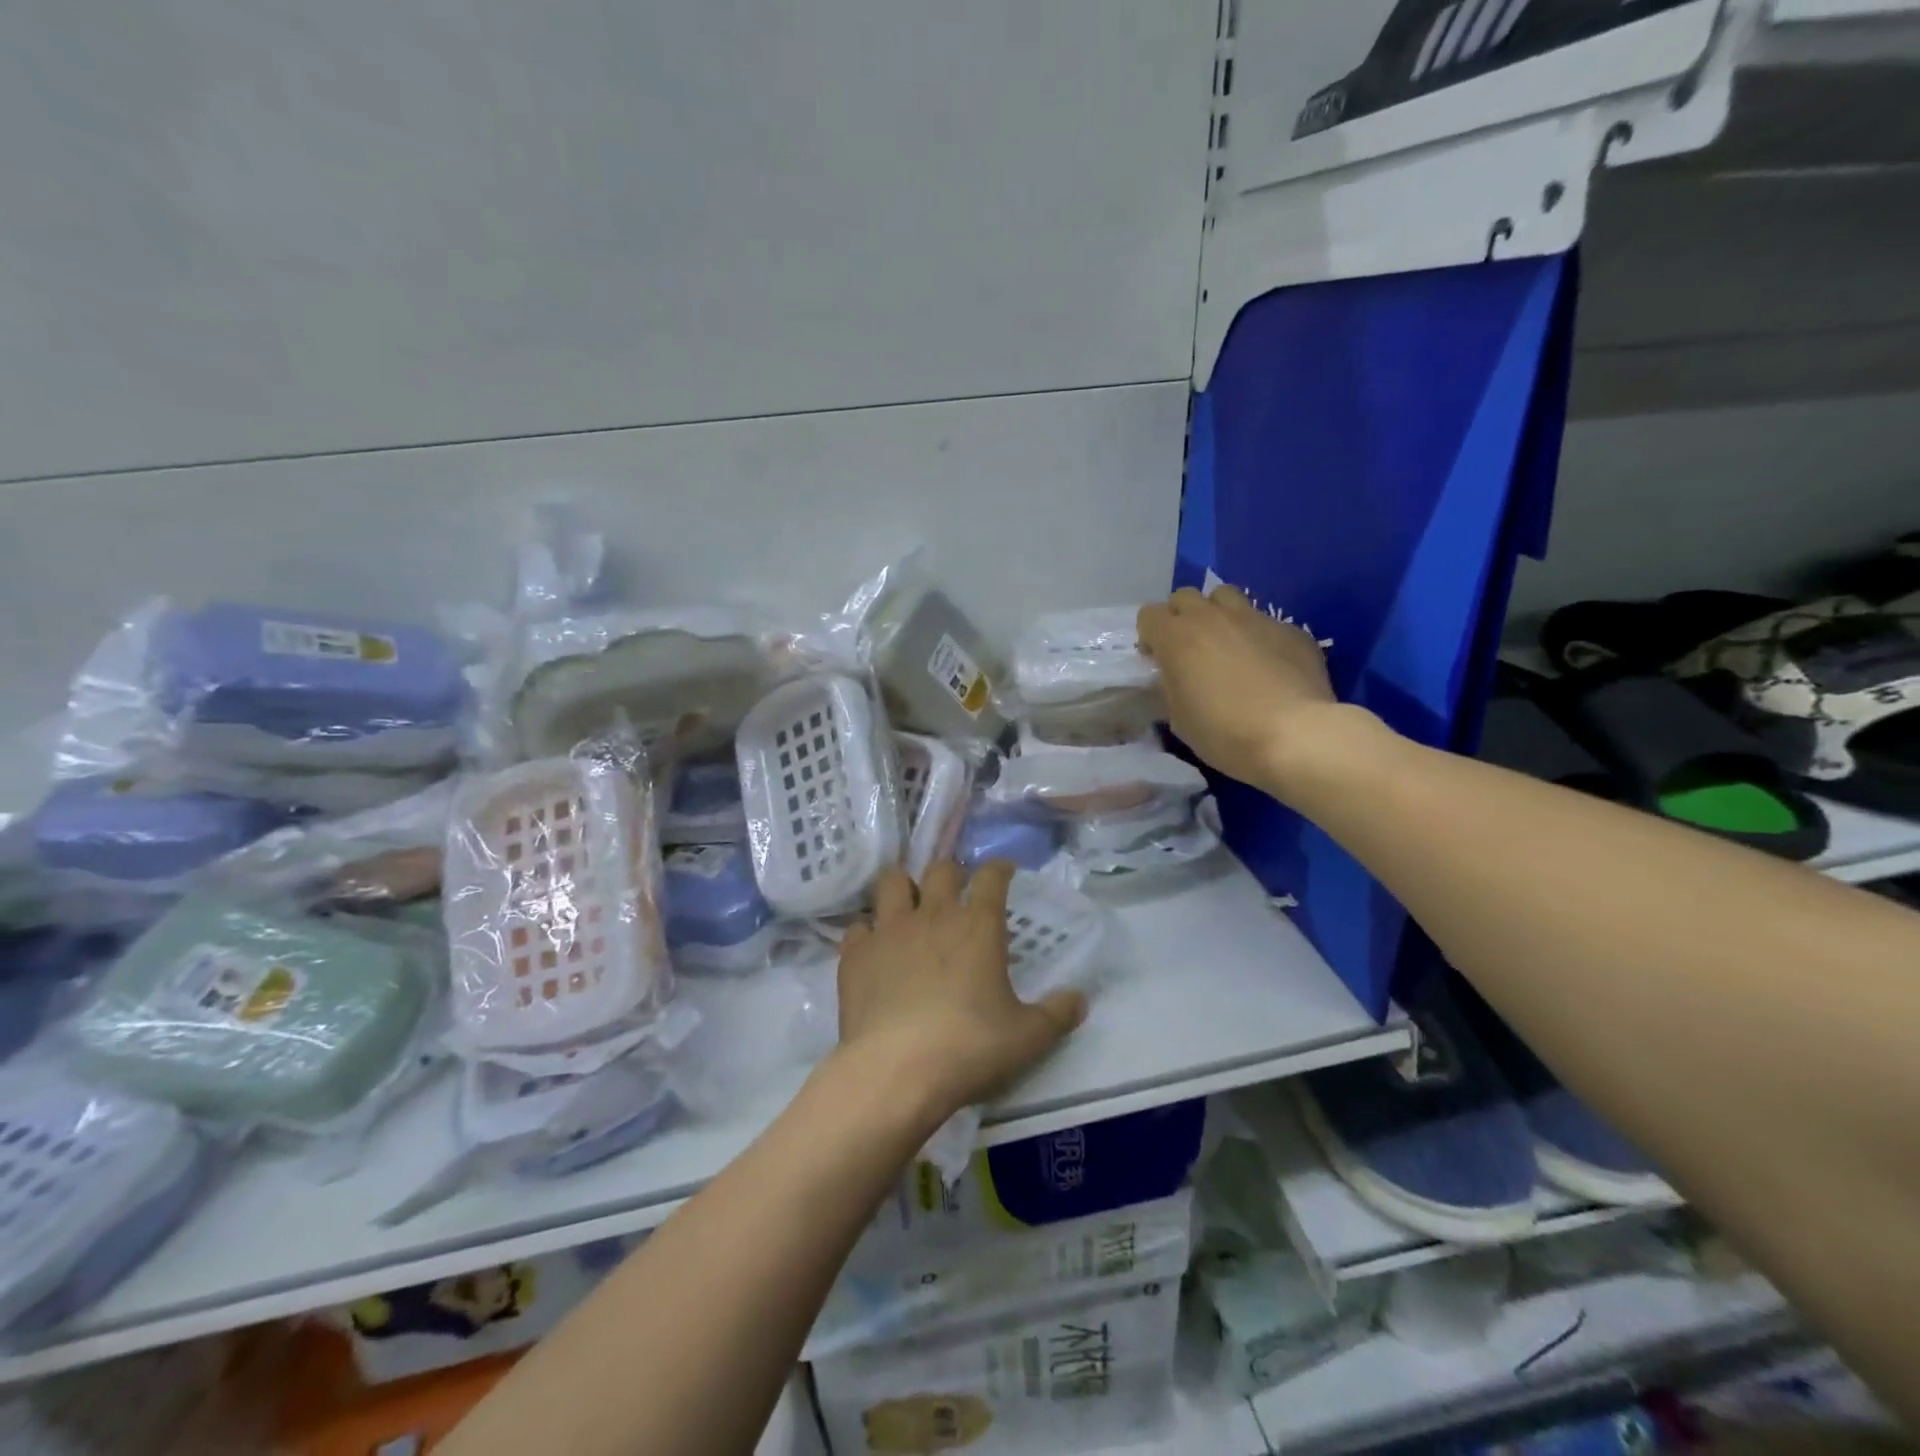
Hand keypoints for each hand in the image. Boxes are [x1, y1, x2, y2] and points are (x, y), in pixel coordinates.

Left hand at [835, 861, 1087, 1120]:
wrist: (897, 1070)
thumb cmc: (970, 1047)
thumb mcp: (1027, 1037)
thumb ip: (1057, 1014)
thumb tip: (1080, 999)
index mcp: (978, 924)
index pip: (991, 876)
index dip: (999, 868)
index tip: (1003, 871)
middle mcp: (933, 914)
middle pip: (940, 869)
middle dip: (950, 873)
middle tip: (956, 891)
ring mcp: (889, 930)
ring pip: (892, 882)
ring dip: (903, 887)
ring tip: (909, 905)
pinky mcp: (855, 954)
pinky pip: (858, 927)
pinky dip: (867, 933)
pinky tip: (874, 950)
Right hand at [1137, 584, 1349, 796]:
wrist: (1293, 736)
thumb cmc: (1223, 732)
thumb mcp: (1179, 718)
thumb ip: (1171, 686)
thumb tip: (1176, 676)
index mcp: (1177, 638)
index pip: (1149, 615)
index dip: (1150, 636)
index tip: (1158, 660)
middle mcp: (1213, 617)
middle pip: (1185, 597)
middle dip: (1181, 617)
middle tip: (1189, 650)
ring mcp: (1255, 618)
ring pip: (1226, 596)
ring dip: (1218, 615)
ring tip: (1227, 646)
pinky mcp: (1290, 630)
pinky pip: (1265, 623)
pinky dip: (1258, 638)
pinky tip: (1269, 668)